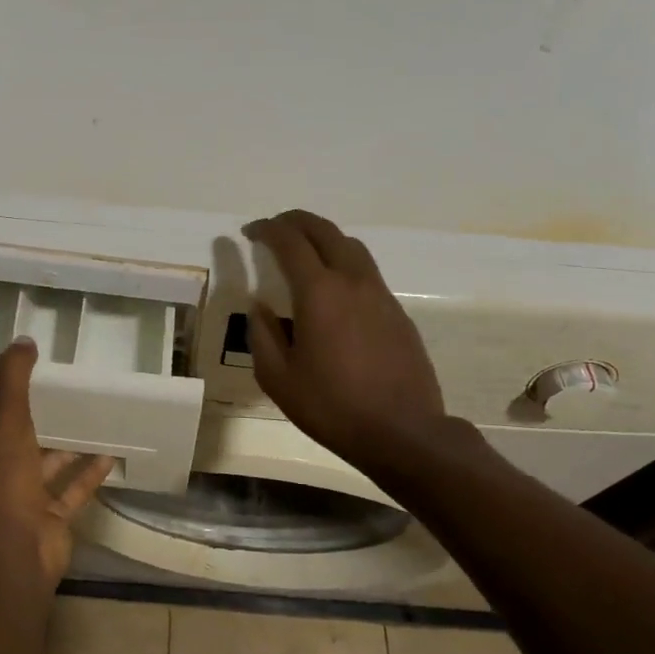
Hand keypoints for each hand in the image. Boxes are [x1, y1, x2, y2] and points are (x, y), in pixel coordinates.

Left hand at [0, 338, 112, 585]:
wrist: (19, 547)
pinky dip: (89, 474)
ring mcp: (24, 500)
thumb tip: (23, 340)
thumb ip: (13, 379)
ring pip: (47, 467)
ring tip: (90, 419)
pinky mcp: (51, 518)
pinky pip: (72, 490)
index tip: (20, 380)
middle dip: (37, 423)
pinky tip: (110, 454)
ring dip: (66, 448)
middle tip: (62, 395)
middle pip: (17, 444)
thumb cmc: (4, 479)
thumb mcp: (6, 419)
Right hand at [244, 210, 452, 475]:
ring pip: (351, 246)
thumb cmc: (333, 407)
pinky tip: (333, 289)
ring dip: (323, 238)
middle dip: (295, 221)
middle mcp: (352, 281)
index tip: (250, 232)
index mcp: (319, 292)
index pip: (290, 241)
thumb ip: (262, 335)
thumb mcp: (278, 378)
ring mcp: (380, 295)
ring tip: (303, 251)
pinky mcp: (397, 312)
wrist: (404, 432)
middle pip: (324, 230)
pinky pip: (366, 271)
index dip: (267, 230)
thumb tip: (259, 307)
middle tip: (274, 228)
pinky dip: (343, 262)